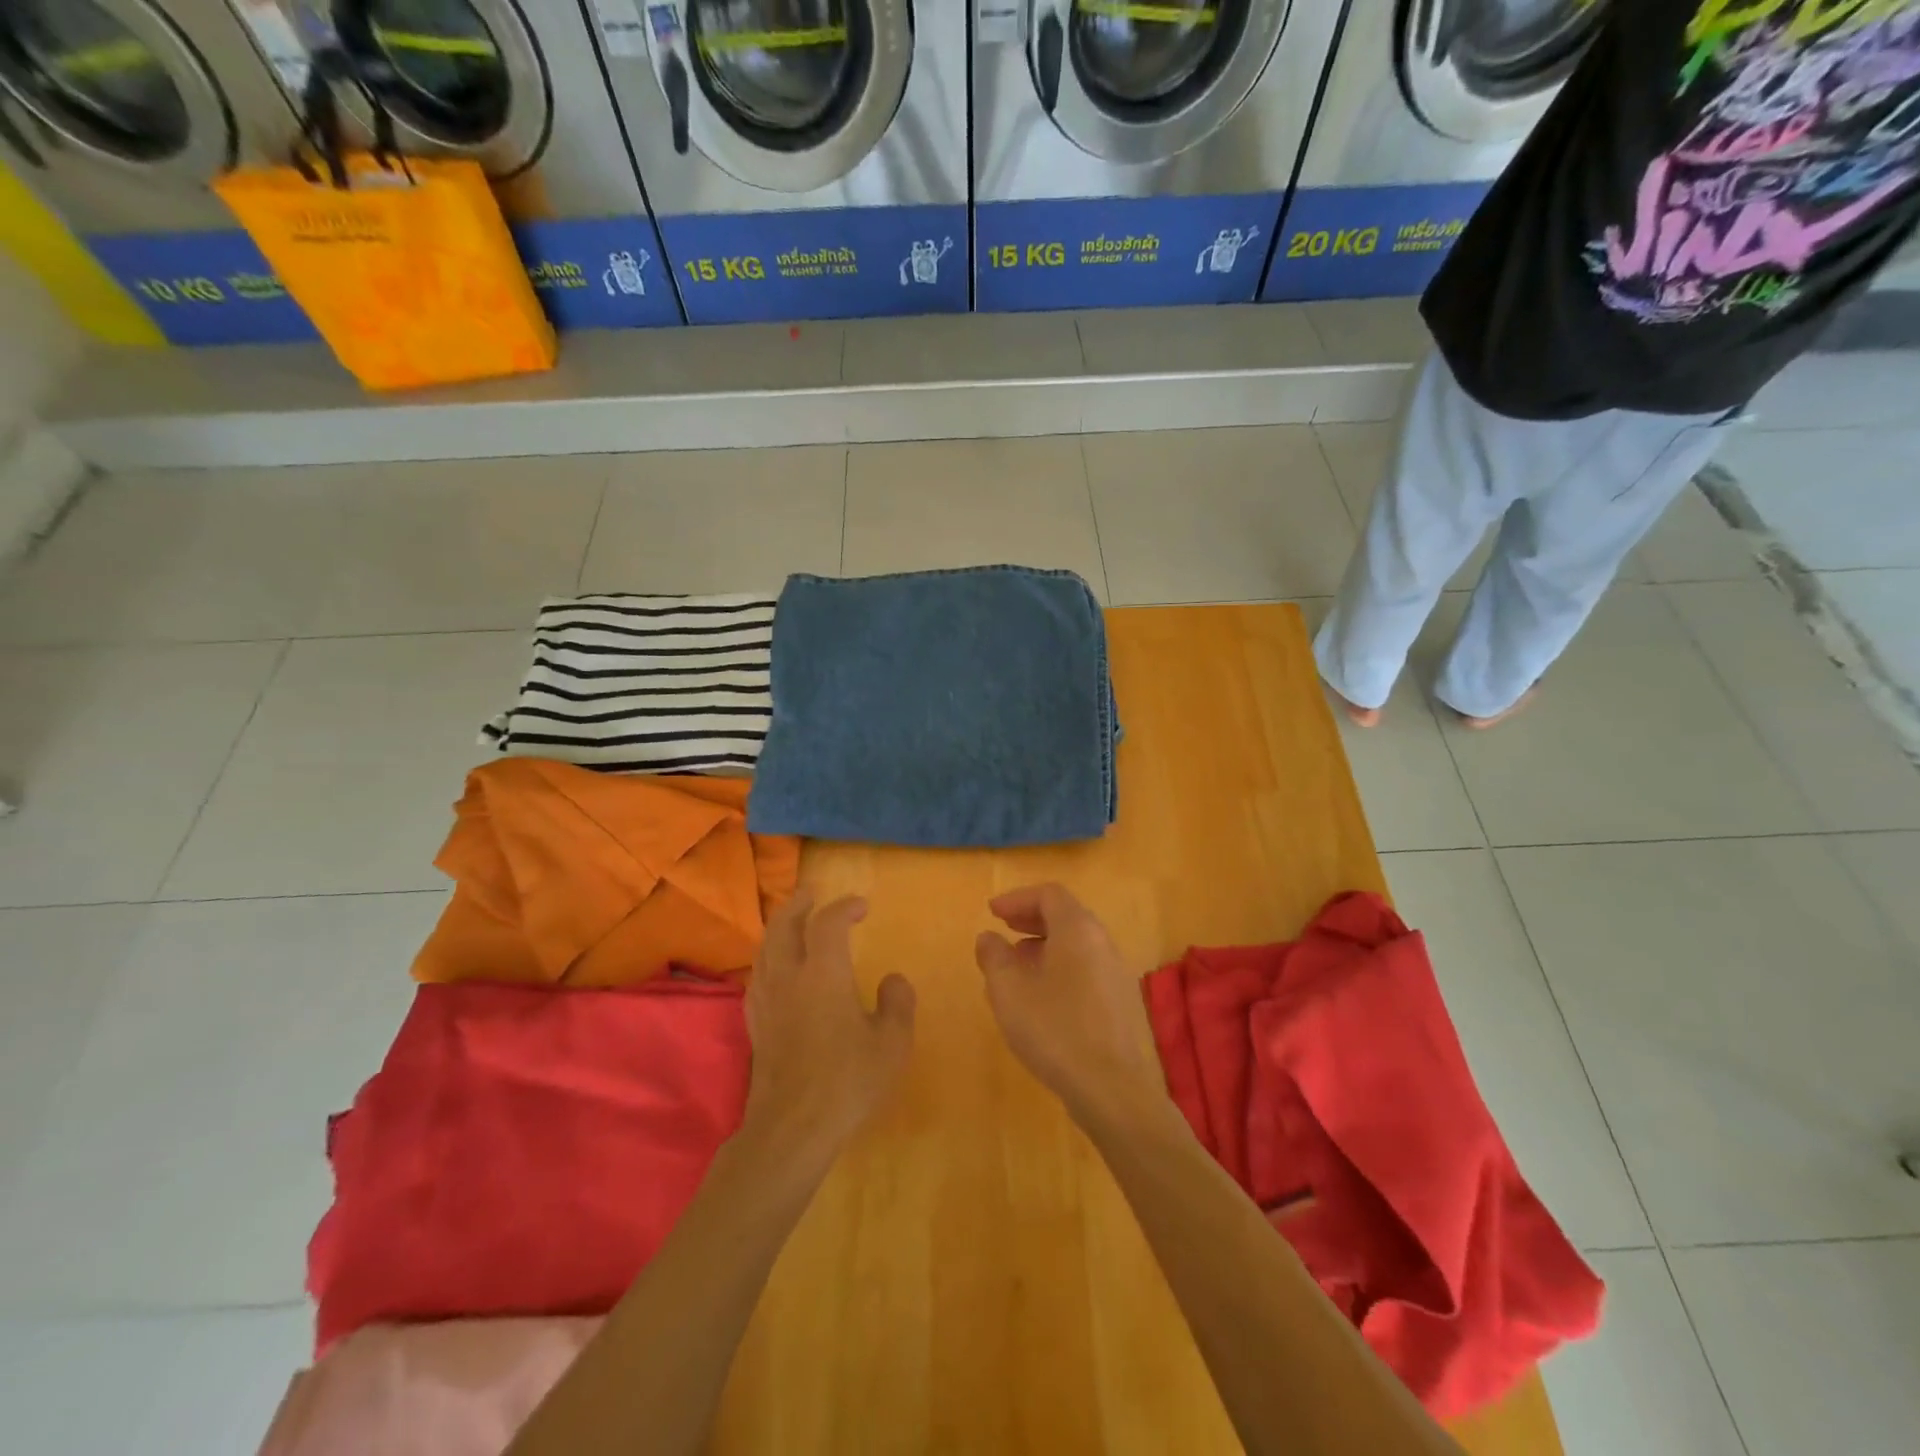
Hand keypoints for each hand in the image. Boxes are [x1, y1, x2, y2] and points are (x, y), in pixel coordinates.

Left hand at [743, 891, 915, 1163]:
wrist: (792, 1128)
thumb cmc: (847, 1081)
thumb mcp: (891, 1043)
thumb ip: (897, 1003)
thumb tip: (893, 979)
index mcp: (823, 973)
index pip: (828, 922)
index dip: (844, 907)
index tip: (862, 906)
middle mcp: (789, 977)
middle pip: (784, 926)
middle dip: (799, 904)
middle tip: (813, 893)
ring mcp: (767, 1000)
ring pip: (765, 948)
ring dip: (780, 927)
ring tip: (793, 923)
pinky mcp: (755, 1024)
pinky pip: (757, 975)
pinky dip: (768, 958)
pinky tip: (774, 969)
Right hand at [974, 884, 1165, 1128]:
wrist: (1112, 1088)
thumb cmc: (1054, 1029)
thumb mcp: (1009, 992)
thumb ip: (994, 957)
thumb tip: (988, 937)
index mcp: (1078, 930)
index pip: (1049, 894)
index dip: (1018, 898)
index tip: (992, 912)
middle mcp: (1103, 943)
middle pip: (1067, 915)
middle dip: (1032, 918)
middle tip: (1004, 929)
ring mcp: (1117, 973)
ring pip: (1077, 944)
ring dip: (1045, 945)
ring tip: (1017, 964)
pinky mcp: (1121, 1002)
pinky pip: (1086, 968)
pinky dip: (1061, 967)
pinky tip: (1042, 997)